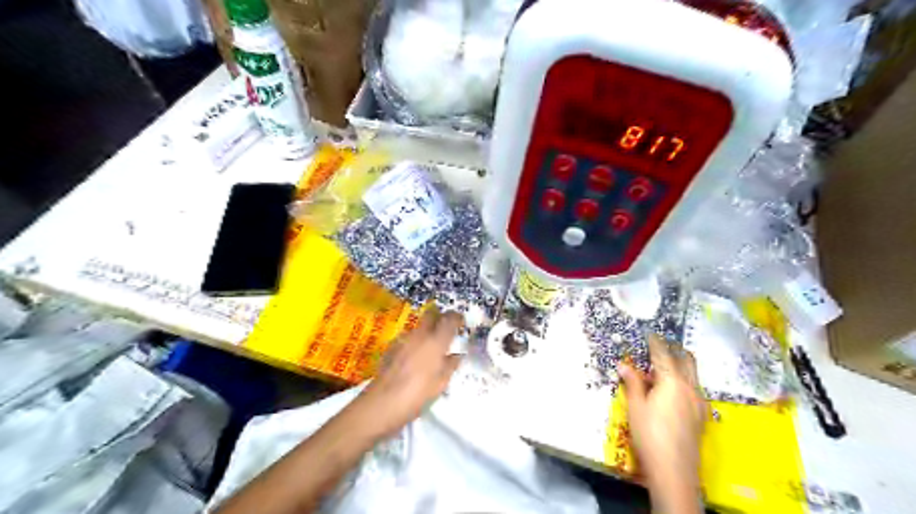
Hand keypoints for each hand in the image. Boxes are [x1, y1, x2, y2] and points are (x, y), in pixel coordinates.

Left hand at [353, 310, 461, 436]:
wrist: (380, 404)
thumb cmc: (416, 395)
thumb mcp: (440, 384)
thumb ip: (450, 366)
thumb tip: (457, 355)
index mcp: (436, 341)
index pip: (449, 319)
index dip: (456, 317)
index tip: (460, 322)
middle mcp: (419, 335)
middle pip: (431, 315)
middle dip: (439, 317)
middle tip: (445, 329)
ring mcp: (403, 339)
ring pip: (418, 326)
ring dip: (426, 331)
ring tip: (430, 347)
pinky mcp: (391, 347)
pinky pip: (407, 338)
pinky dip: (414, 342)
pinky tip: (414, 358)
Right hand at [619, 334, 703, 510]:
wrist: (674, 471)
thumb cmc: (649, 435)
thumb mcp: (636, 407)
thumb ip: (633, 383)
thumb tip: (624, 365)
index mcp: (672, 381)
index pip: (663, 355)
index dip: (655, 343)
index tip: (650, 333)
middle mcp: (690, 387)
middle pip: (686, 360)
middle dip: (674, 350)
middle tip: (661, 345)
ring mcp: (699, 402)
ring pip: (693, 374)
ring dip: (681, 365)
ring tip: (666, 366)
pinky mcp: (702, 415)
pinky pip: (695, 388)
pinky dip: (685, 380)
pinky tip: (674, 390)